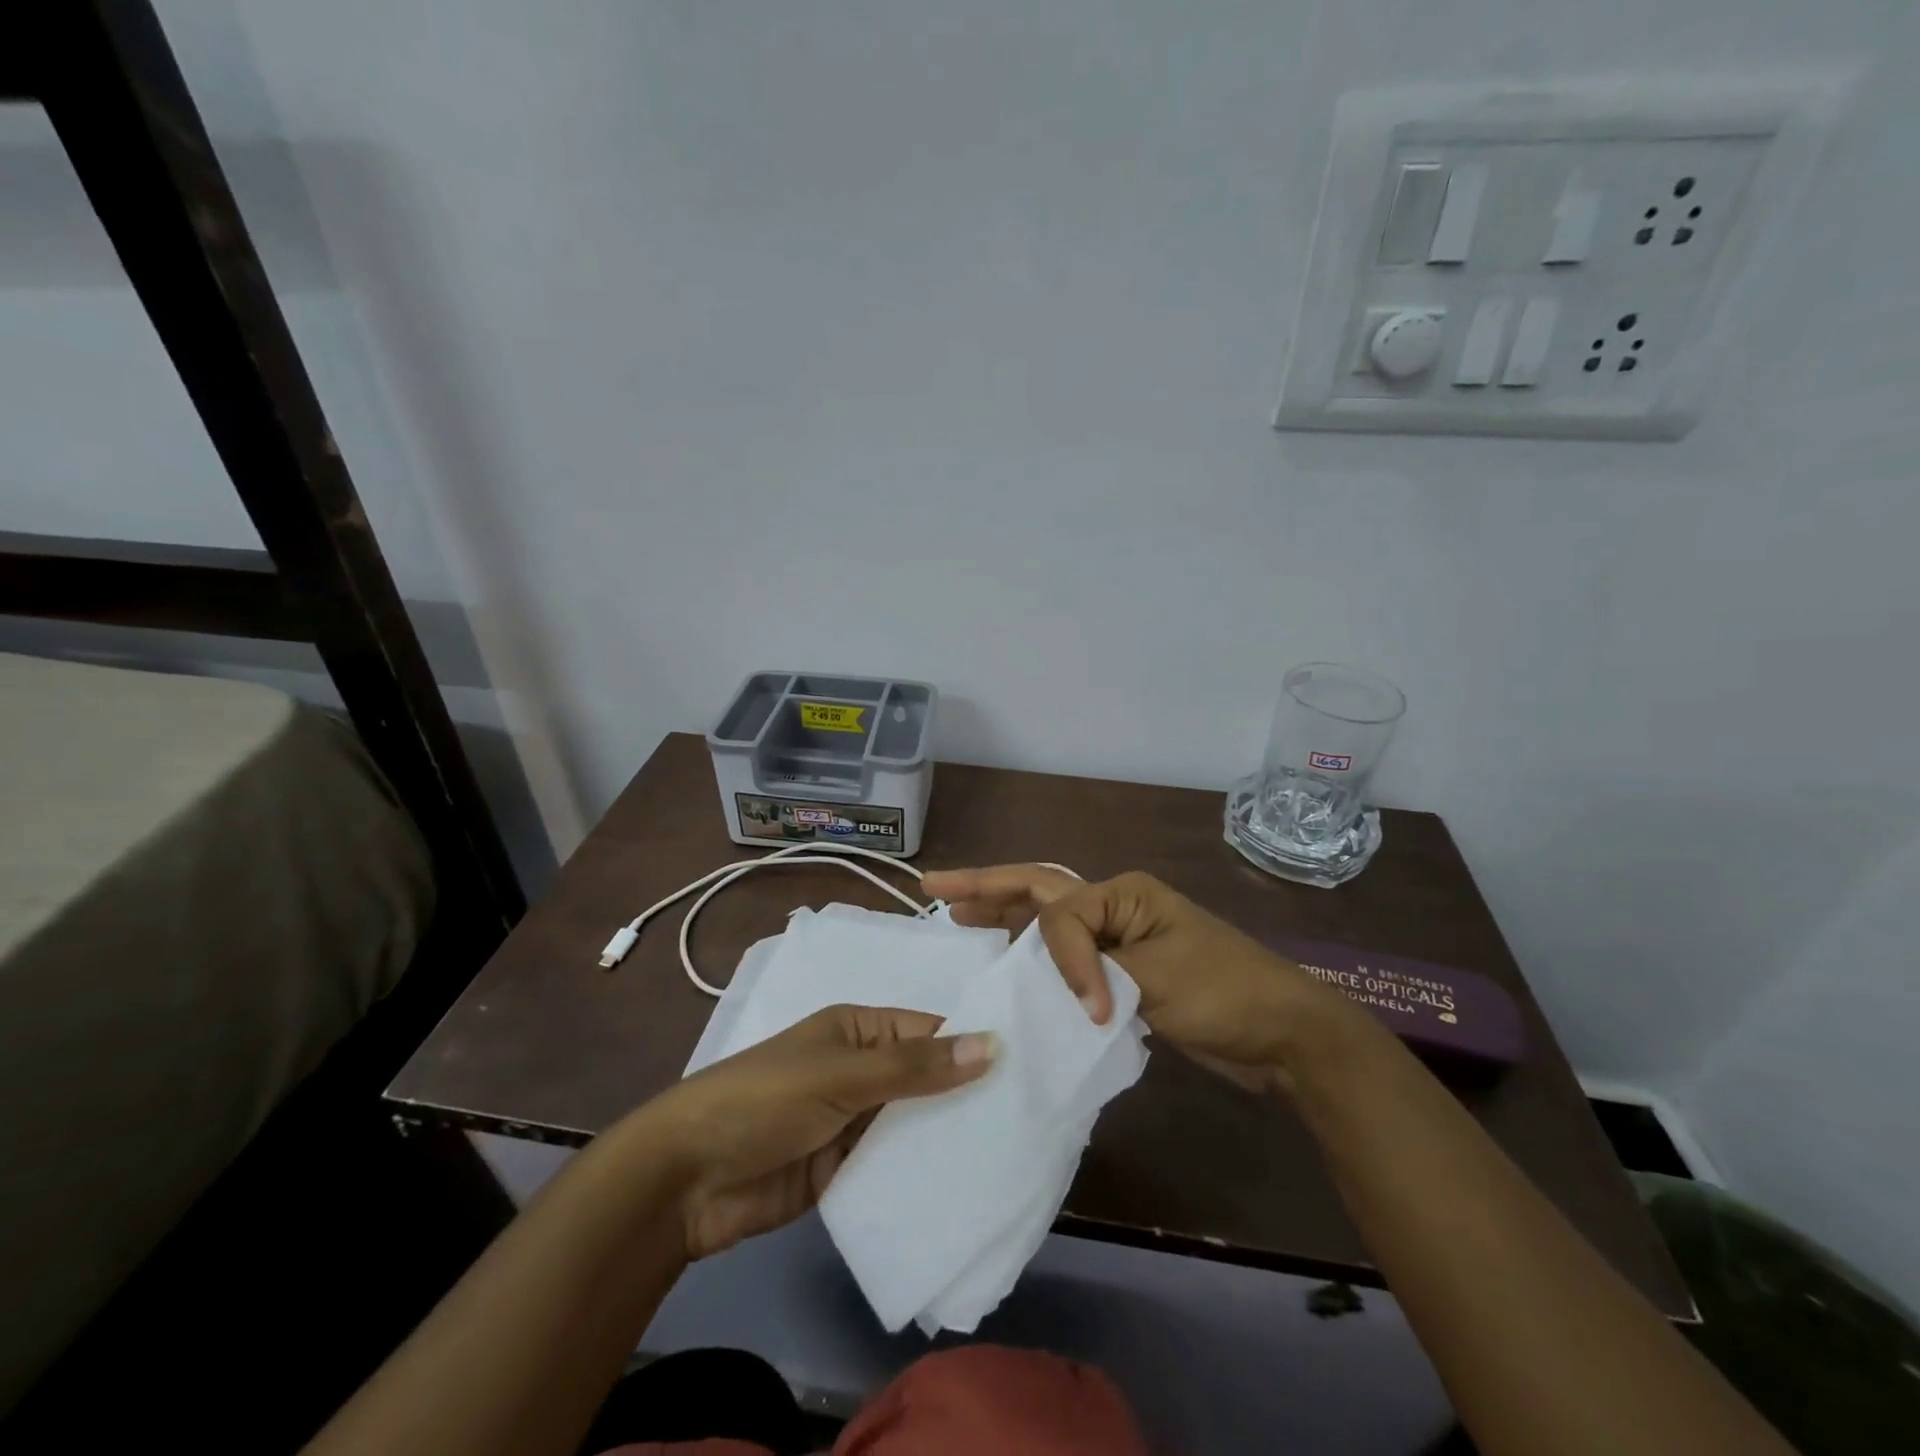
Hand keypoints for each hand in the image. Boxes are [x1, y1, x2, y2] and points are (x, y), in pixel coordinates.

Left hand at [633, 1005, 995, 1258]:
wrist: (686, 1179)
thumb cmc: (766, 1100)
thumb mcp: (843, 1075)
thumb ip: (916, 1066)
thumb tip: (993, 1043)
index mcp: (859, 1029)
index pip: (929, 1030)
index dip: (974, 1044)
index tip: (1031, 1066)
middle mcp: (861, 1069)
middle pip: (926, 1078)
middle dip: (967, 1096)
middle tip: (1033, 1116)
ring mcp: (853, 1122)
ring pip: (913, 1124)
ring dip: (948, 1138)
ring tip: (1016, 1153)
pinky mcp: (844, 1170)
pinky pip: (893, 1166)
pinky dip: (921, 1175)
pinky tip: (968, 1191)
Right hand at [923, 866, 1353, 1091]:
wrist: (1284, 1036)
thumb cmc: (1226, 994)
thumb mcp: (1158, 977)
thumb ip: (1097, 970)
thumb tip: (1057, 991)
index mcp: (1123, 893)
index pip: (1063, 916)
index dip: (1064, 961)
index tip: (1092, 1008)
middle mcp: (1114, 907)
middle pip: (1038, 891)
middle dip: (986, 887)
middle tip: (935, 888)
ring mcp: (1117, 939)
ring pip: (1046, 921)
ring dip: (1003, 917)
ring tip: (957, 919)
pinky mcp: (1121, 974)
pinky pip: (1065, 958)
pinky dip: (1033, 960)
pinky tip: (1007, 966)